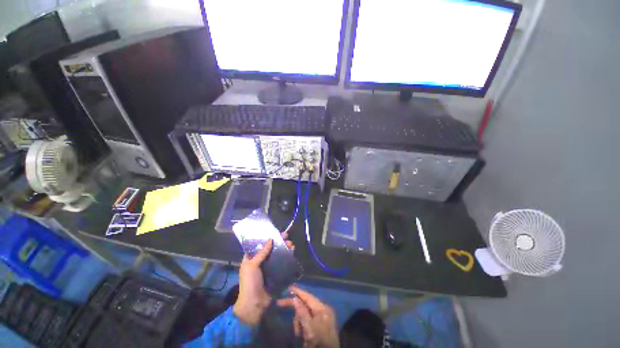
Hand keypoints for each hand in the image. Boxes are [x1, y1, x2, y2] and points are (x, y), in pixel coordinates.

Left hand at [234, 233, 294, 325]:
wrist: (254, 304)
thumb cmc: (249, 283)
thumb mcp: (252, 266)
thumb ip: (261, 253)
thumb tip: (270, 239)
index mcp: (251, 258)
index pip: (260, 244)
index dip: (268, 237)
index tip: (277, 232)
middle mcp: (260, 261)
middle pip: (271, 248)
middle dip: (279, 242)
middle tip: (287, 237)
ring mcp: (268, 267)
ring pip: (277, 254)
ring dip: (284, 248)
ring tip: (291, 245)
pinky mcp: (275, 273)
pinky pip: (281, 262)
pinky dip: (287, 257)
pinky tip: (292, 253)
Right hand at [277, 286, 338, 347]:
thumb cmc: (320, 342)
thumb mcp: (310, 329)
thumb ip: (302, 313)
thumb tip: (295, 299)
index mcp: (322, 308)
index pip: (308, 296)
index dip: (298, 291)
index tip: (288, 287)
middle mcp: (323, 310)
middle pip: (305, 304)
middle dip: (295, 310)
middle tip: (279, 303)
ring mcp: (322, 318)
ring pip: (304, 313)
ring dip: (298, 322)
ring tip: (298, 333)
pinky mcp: (320, 325)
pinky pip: (307, 320)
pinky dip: (302, 326)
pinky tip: (301, 335)